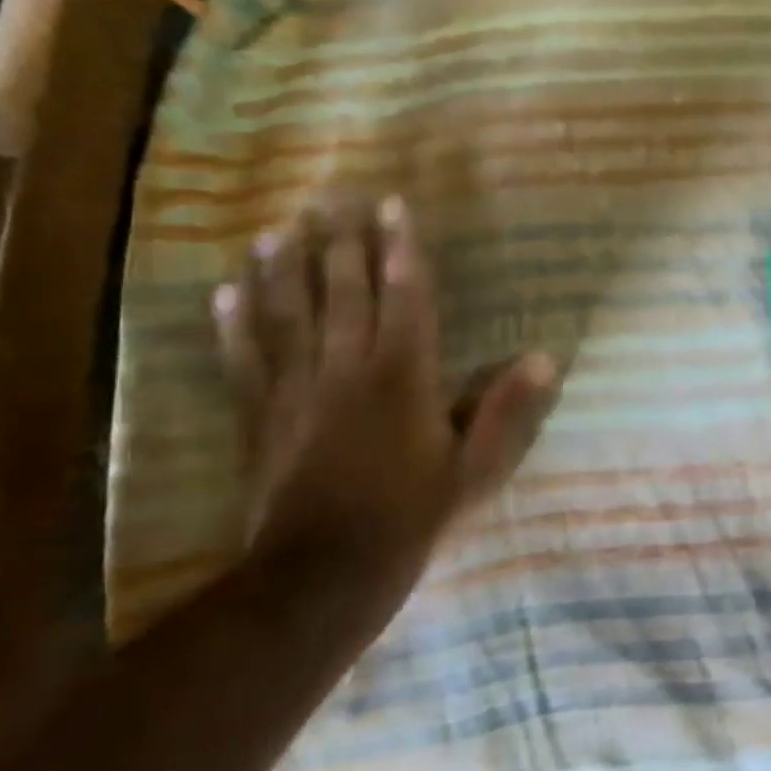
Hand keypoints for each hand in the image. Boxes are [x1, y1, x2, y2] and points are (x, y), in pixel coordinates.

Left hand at [213, 195, 556, 584]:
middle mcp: (345, 369)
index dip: (399, 248)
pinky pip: (244, 361)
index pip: (403, 297)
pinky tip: (225, 294)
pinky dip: (233, 325)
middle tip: (329, 198)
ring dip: (280, 270)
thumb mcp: (475, 469)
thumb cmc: (410, 517)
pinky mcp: (262, 417)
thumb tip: (545, 358)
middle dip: (338, 242)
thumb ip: (507, 411)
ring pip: (285, 316)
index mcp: (401, 377)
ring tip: (274, 230)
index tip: (391, 205)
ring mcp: (296, 391)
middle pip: (341, 293)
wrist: (322, 573)